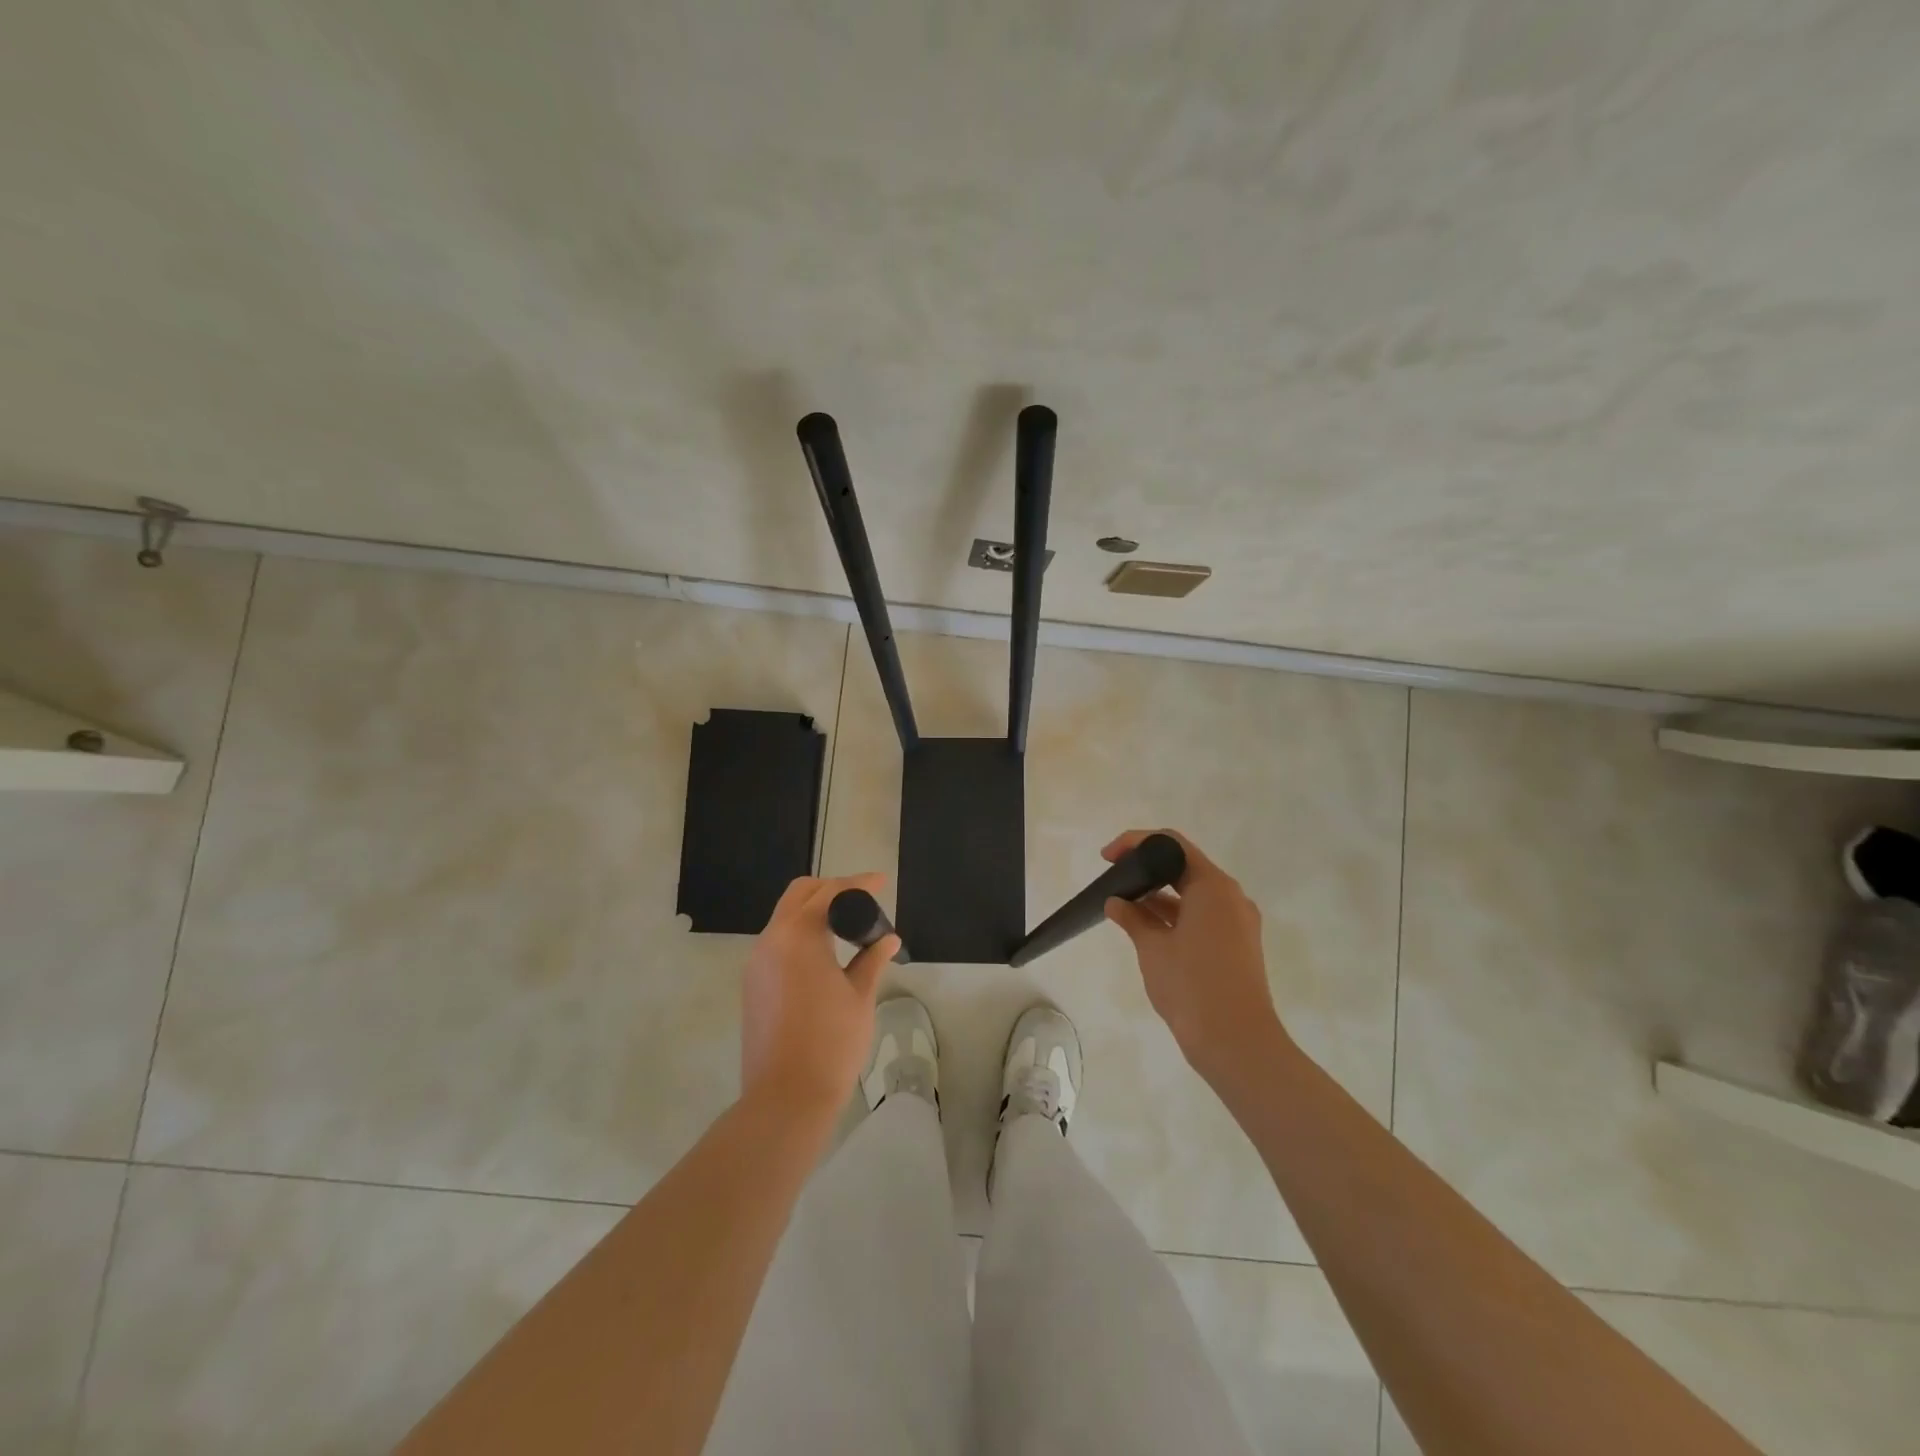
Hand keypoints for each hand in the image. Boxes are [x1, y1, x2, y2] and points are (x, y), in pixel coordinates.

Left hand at [741, 873, 900, 1112]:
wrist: (785, 1098)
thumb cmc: (831, 1043)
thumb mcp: (860, 997)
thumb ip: (872, 959)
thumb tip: (888, 939)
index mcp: (798, 936)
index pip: (829, 892)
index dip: (857, 884)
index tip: (880, 882)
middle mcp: (771, 940)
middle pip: (800, 895)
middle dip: (831, 889)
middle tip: (862, 900)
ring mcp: (757, 963)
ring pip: (785, 917)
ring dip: (814, 911)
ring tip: (847, 926)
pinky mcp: (753, 984)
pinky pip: (778, 941)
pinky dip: (801, 933)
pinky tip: (825, 951)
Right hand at [1101, 829, 1287, 1080]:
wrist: (1237, 1043)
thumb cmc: (1192, 986)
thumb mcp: (1153, 948)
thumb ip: (1132, 918)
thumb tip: (1116, 902)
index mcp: (1213, 887)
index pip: (1172, 844)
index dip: (1136, 843)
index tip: (1108, 857)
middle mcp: (1231, 897)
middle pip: (1184, 867)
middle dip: (1147, 869)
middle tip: (1113, 880)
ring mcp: (1238, 922)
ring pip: (1193, 894)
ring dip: (1159, 895)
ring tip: (1124, 907)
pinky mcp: (1238, 945)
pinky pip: (1203, 916)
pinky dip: (1175, 916)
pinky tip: (1147, 929)